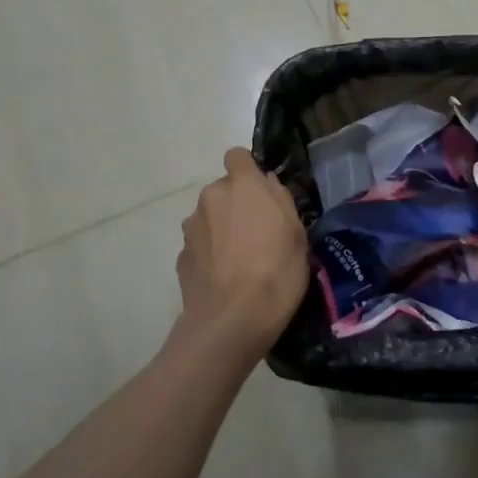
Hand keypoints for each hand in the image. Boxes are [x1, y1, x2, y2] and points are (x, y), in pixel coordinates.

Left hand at [173, 148, 308, 366]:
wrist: (232, 321)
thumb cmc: (276, 271)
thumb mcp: (297, 233)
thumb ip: (280, 200)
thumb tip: (267, 183)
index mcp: (242, 185)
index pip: (237, 156)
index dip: (249, 170)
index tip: (262, 193)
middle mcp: (210, 198)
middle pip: (223, 190)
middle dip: (237, 204)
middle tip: (258, 234)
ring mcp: (191, 228)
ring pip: (210, 218)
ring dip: (222, 229)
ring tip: (241, 261)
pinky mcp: (181, 257)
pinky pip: (200, 246)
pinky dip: (210, 255)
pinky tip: (225, 279)